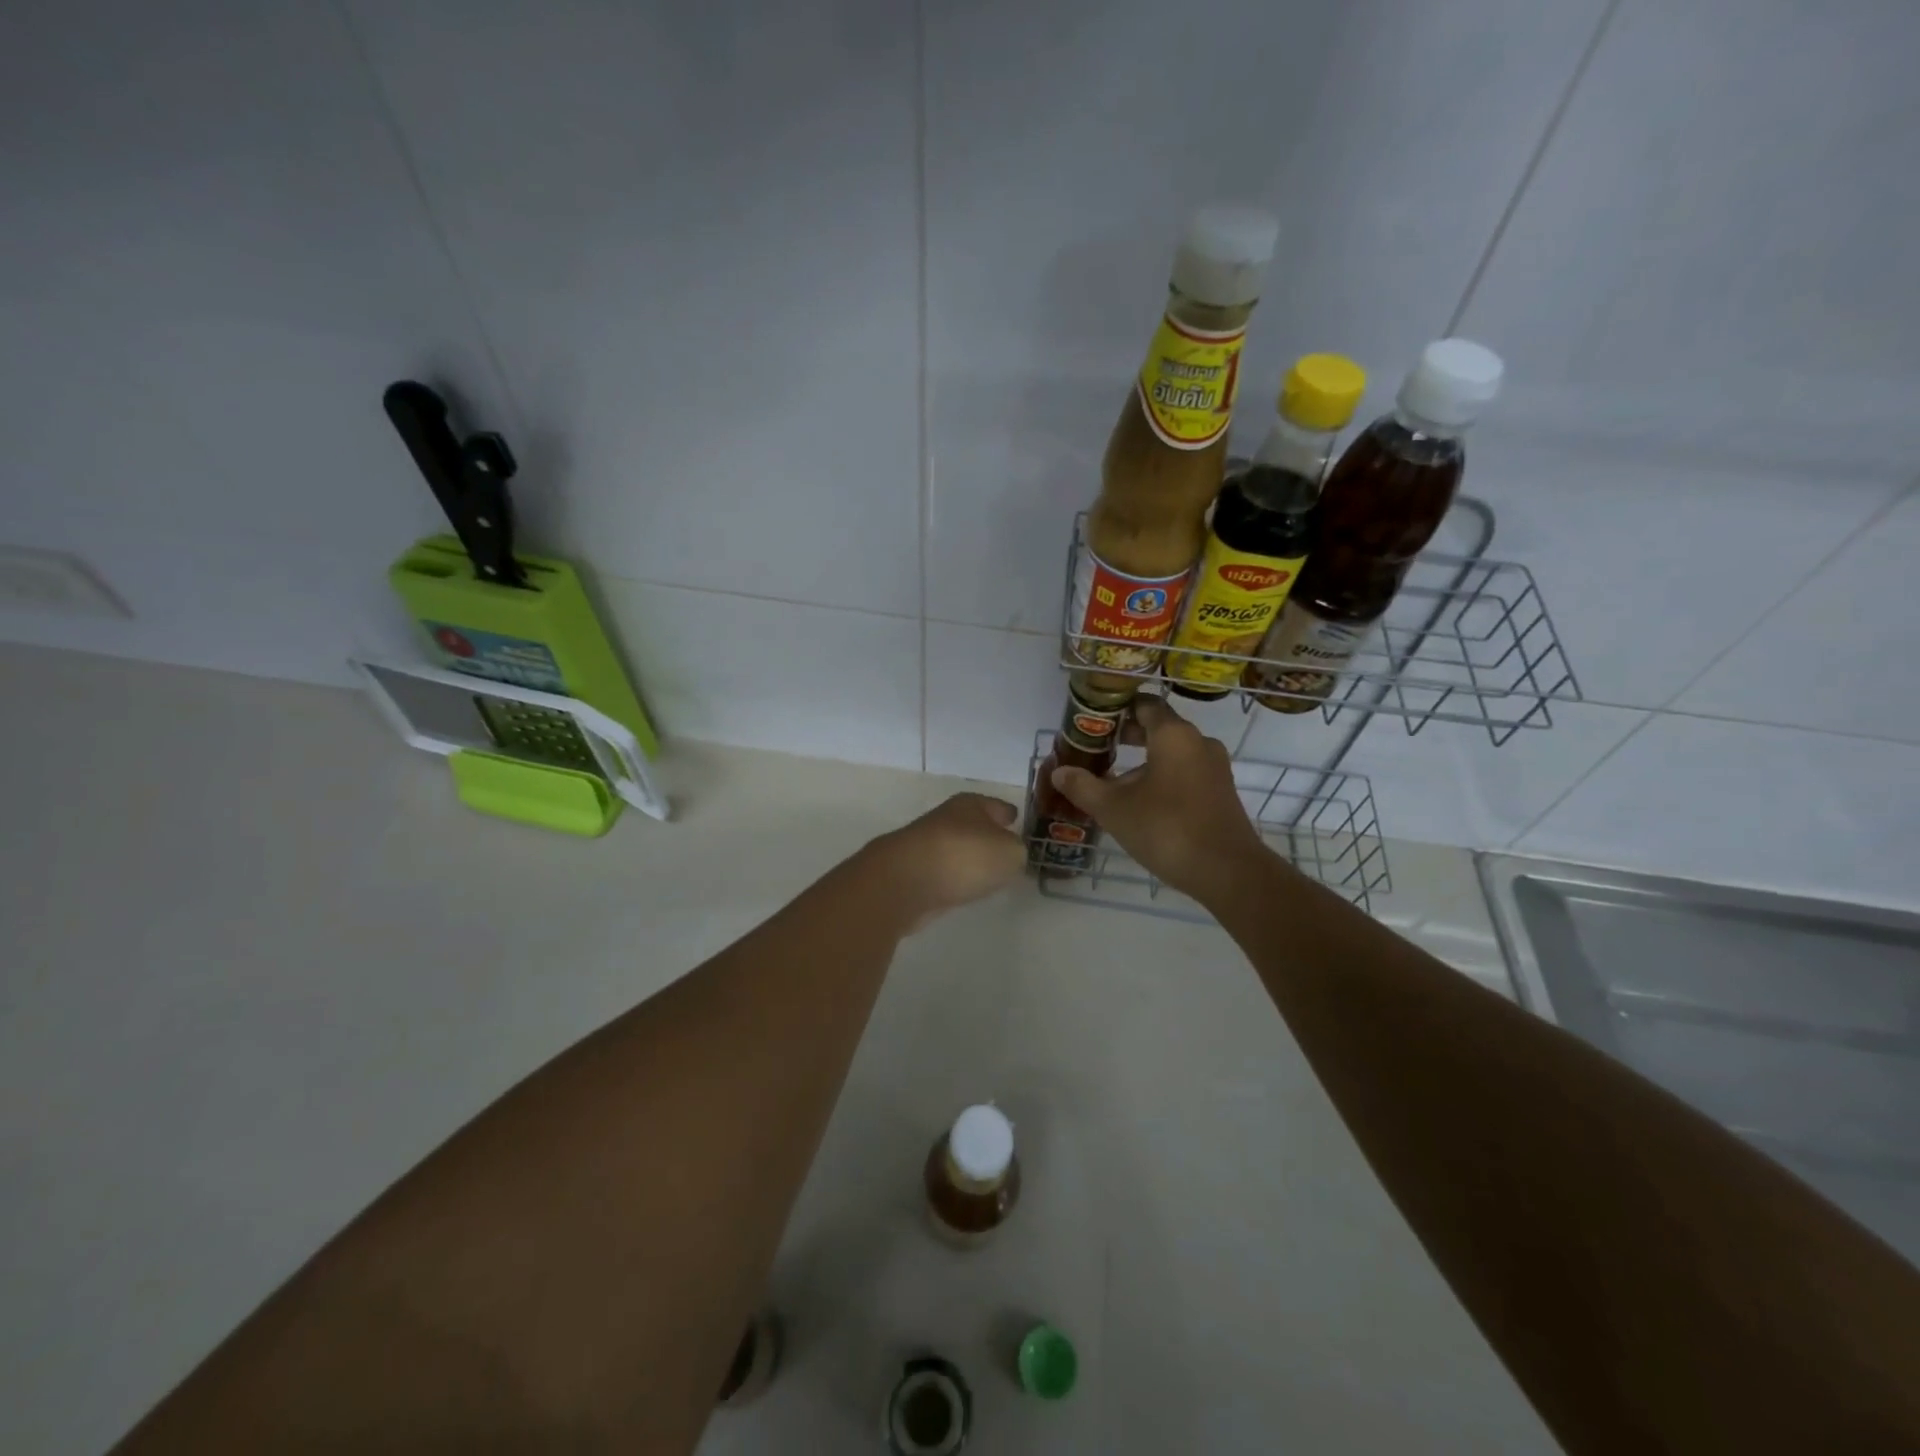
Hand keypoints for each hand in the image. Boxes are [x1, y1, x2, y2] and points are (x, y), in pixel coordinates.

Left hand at [871, 792, 1026, 925]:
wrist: (905, 882)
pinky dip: (952, 877)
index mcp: (971, 804)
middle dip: (988, 835)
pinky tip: (961, 887)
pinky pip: (943, 871)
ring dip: (968, 858)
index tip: (1016, 820)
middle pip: (974, 825)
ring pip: (957, 848)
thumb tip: (1009, 854)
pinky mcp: (913, 872)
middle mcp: (947, 819)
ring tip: (986, 873)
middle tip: (1005, 850)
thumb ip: (1017, 852)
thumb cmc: (964, 857)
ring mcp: (926, 845)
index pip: (997, 806)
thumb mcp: (1010, 853)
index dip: (1009, 814)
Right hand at [1049, 695, 1271, 900]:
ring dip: (1143, 761)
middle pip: (1159, 727)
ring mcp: (1214, 768)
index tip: (1094, 721)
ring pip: (1172, 753)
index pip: (1144, 704)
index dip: (1117, 708)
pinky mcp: (1220, 792)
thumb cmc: (1166, 828)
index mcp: (1174, 735)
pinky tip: (1141, 803)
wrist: (1227, 871)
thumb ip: (1084, 786)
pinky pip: (1186, 773)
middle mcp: (1198, 742)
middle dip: (1127, 736)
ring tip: (1113, 781)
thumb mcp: (1114, 809)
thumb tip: (1059, 772)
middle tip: (1096, 750)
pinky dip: (1162, 778)